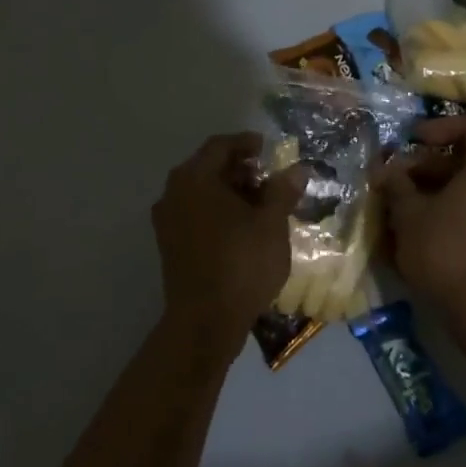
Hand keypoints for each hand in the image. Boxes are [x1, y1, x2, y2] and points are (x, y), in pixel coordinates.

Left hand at [152, 133, 304, 358]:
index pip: (221, 145)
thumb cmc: (241, 264)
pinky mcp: (169, 244)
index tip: (269, 149)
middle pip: (208, 167)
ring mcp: (167, 220)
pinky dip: (217, 211)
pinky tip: (241, 227)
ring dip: (229, 191)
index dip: (247, 143)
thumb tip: (298, 169)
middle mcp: (174, 192)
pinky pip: (195, 213)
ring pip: (201, 192)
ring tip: (260, 204)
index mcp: (195, 178)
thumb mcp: (272, 223)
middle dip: (240, 169)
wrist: (205, 323)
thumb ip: (283, 191)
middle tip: (269, 178)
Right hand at [375, 115, 465, 319]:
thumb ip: (397, 184)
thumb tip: (386, 169)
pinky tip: (421, 228)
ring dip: (436, 189)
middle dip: (429, 165)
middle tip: (397, 179)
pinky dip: (450, 209)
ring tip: (402, 205)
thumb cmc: (444, 249)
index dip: (442, 126)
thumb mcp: (409, 213)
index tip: (414, 140)